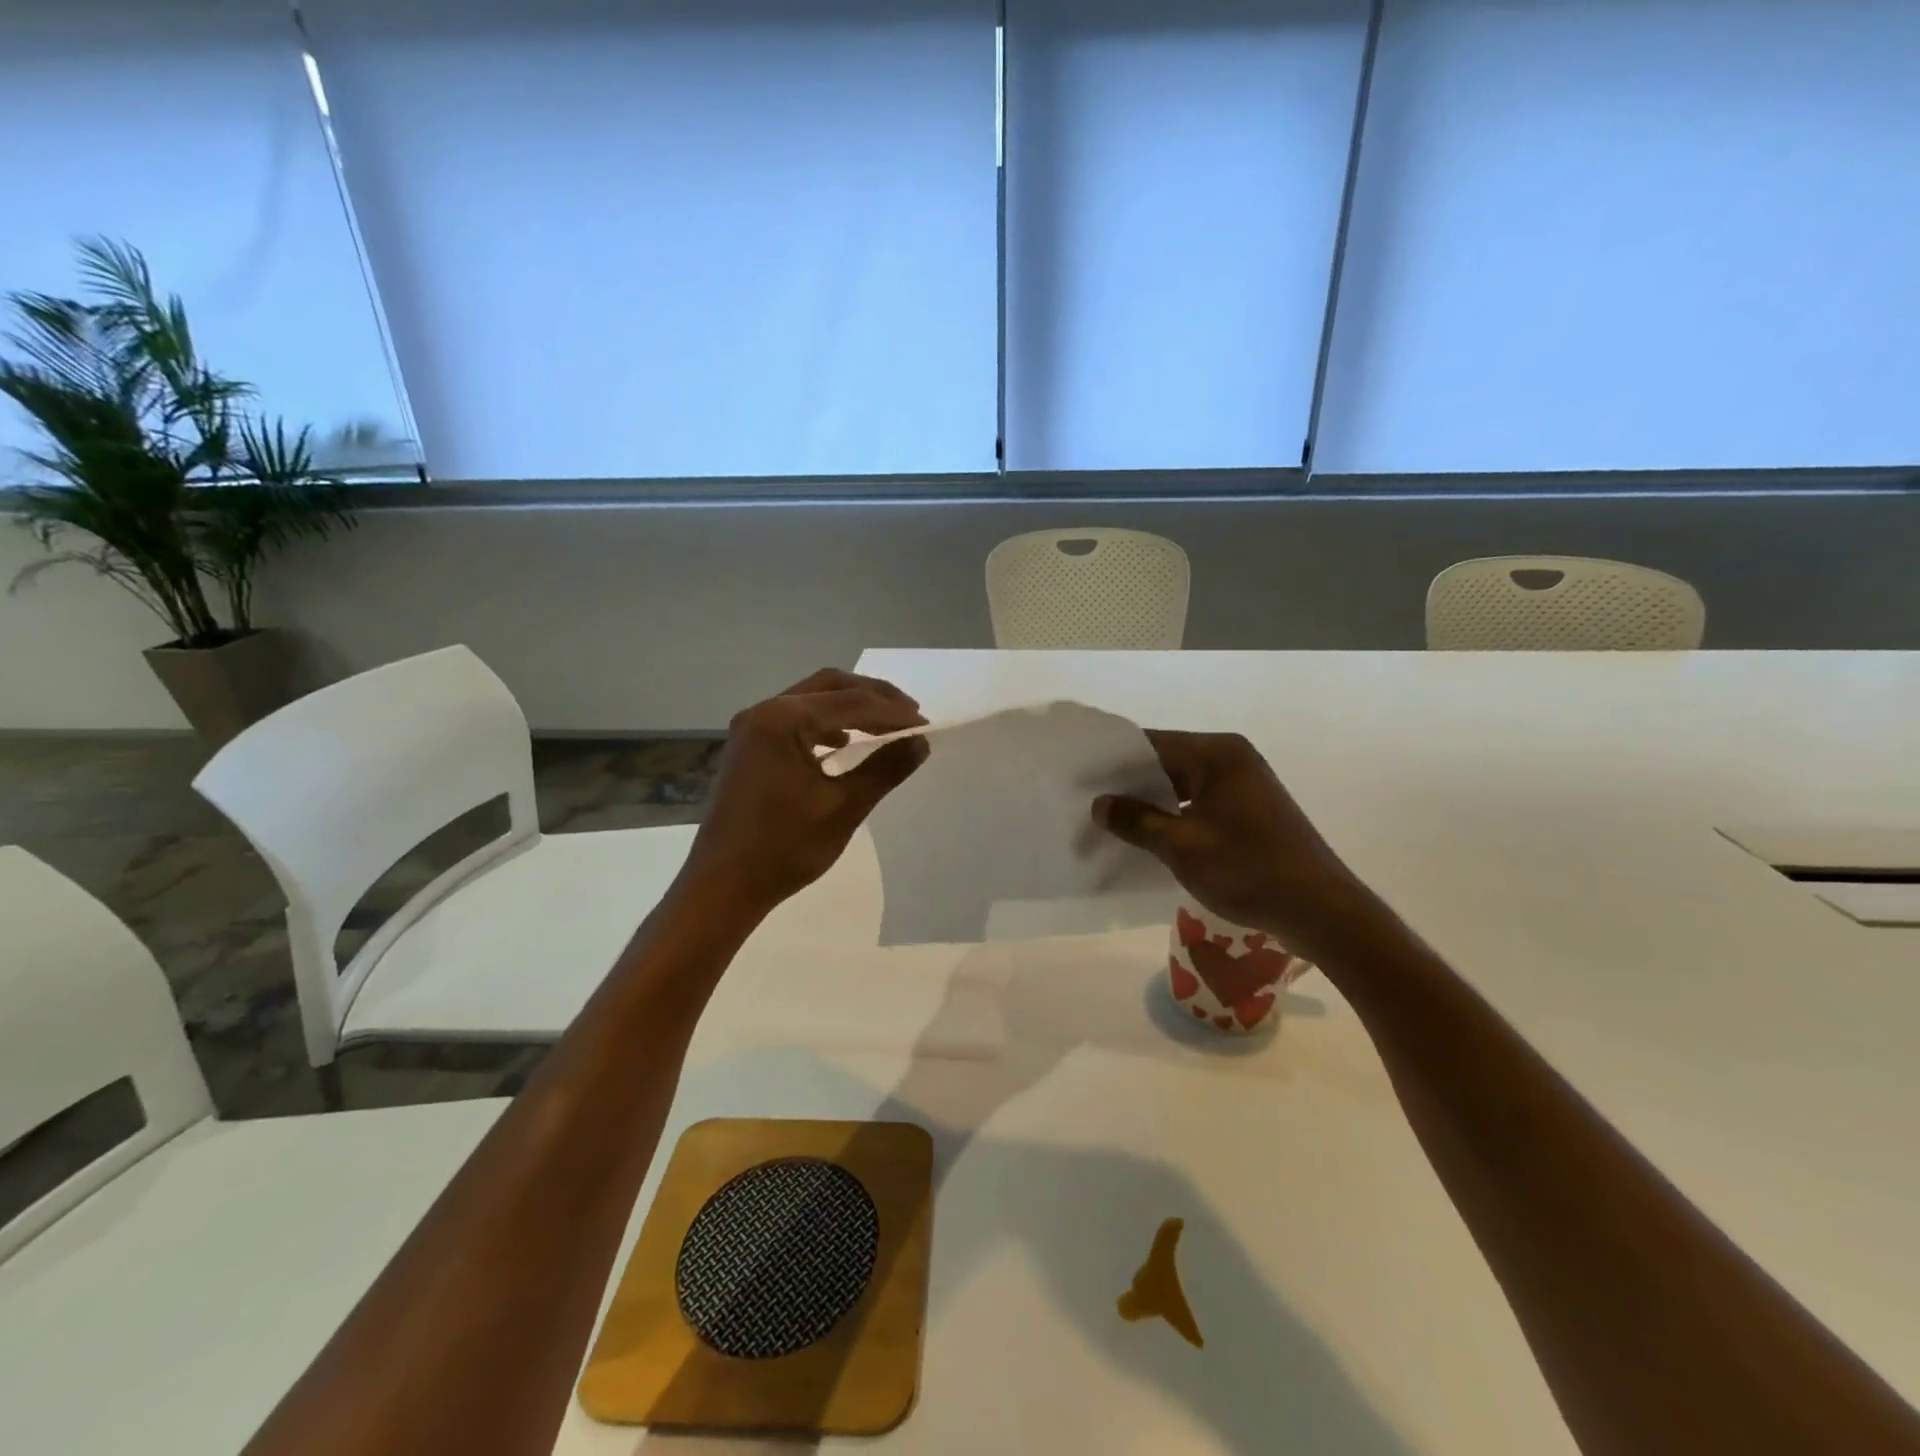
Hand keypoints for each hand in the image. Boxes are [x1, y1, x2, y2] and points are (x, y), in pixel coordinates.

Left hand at [678, 669, 928, 916]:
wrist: (723, 885)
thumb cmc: (784, 848)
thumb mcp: (844, 807)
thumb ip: (885, 768)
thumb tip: (920, 742)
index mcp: (782, 720)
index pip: (851, 702)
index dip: (893, 712)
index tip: (926, 725)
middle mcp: (763, 712)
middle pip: (829, 686)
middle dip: (873, 696)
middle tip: (910, 713)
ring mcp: (752, 728)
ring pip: (812, 700)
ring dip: (850, 708)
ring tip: (886, 727)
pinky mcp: (749, 747)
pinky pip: (795, 720)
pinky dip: (826, 724)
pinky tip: (844, 744)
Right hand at [1092, 730, 1366, 948]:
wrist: (1321, 911)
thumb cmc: (1248, 870)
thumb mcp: (1181, 846)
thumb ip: (1137, 821)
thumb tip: (1100, 804)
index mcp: (1217, 754)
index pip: (1151, 744)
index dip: (1114, 761)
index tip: (1080, 777)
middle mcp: (1232, 758)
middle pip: (1167, 761)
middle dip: (1129, 784)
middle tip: (1089, 802)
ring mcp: (1244, 784)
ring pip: (1182, 784)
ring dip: (1151, 802)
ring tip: (1111, 821)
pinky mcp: (1250, 809)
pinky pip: (1199, 802)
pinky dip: (1174, 815)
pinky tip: (1148, 836)